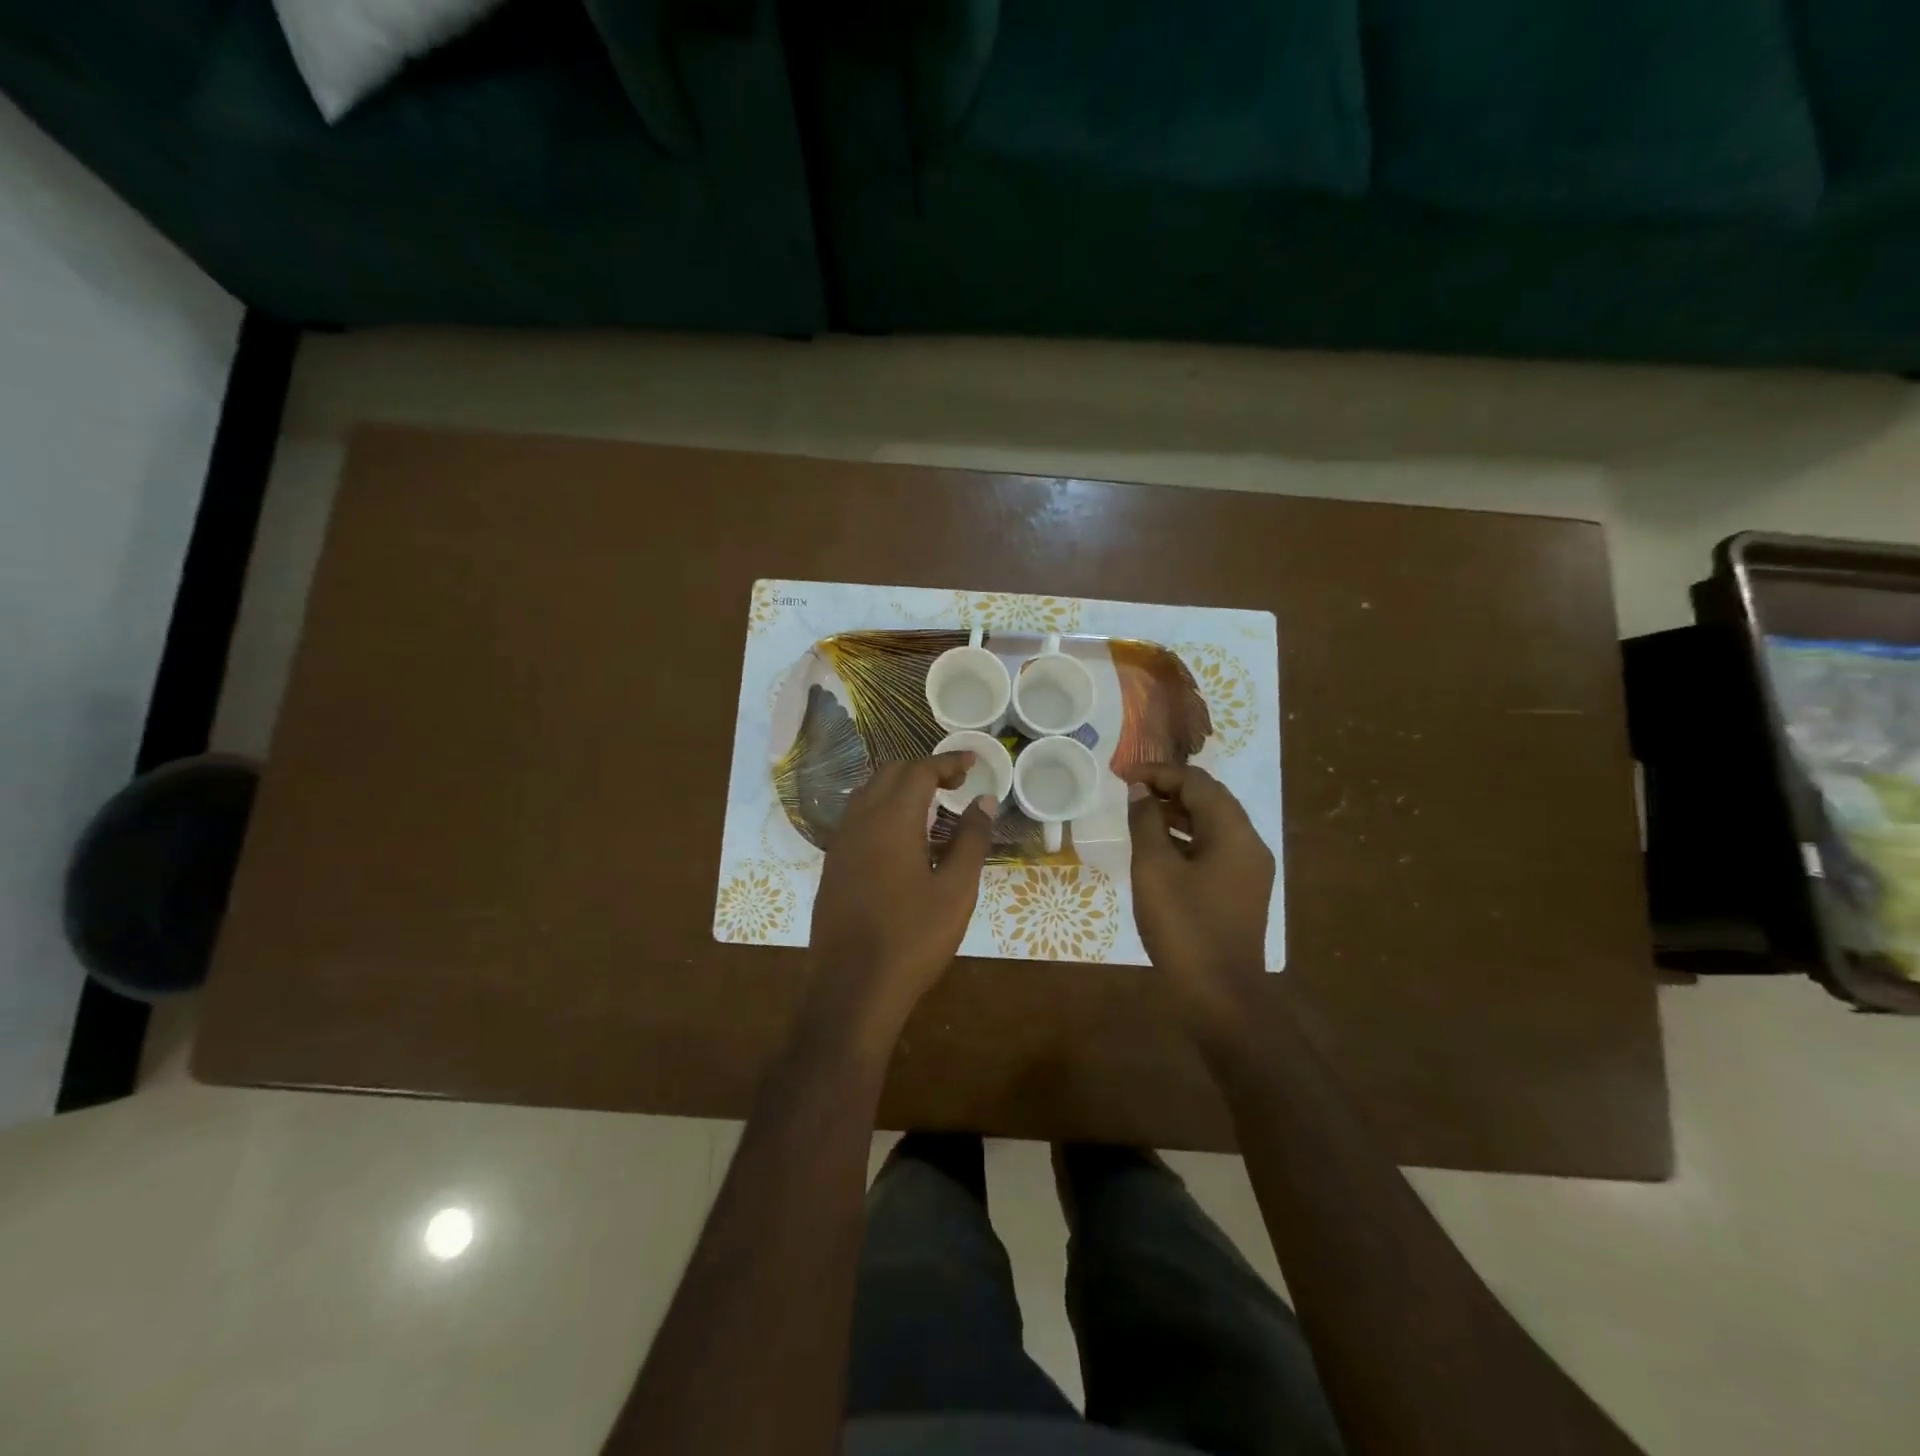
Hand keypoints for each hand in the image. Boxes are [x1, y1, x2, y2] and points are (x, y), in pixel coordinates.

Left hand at [807, 753, 996, 1041]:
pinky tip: (903, 838)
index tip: (972, 762)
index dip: (947, 762)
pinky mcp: (833, 866)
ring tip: (932, 807)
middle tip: (956, 786)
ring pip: (869, 794)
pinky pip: (858, 818)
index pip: (919, 771)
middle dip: (923, 770)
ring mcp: (840, 844)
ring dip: (900, 788)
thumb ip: (971, 839)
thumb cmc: (912, 938)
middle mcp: (859, 821)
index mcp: (890, 820)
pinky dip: (883, 810)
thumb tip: (984, 800)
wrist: (852, 989)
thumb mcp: (956, 890)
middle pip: (890, 774)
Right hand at [1123, 763, 1274, 1040]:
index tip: (1124, 776)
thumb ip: (1146, 823)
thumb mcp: (1155, 869)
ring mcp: (1248, 869)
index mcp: (1234, 833)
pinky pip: (1213, 848)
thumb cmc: (1184, 927)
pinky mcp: (1240, 890)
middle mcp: (1249, 844)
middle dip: (1170, 788)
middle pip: (1210, 799)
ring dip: (1177, 812)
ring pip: (1212, 824)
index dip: (1160, 773)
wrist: (1220, 996)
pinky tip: (1158, 847)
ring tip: (1139, 813)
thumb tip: (1140, 791)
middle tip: (1131, 790)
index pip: (1198, 783)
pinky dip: (1186, 837)